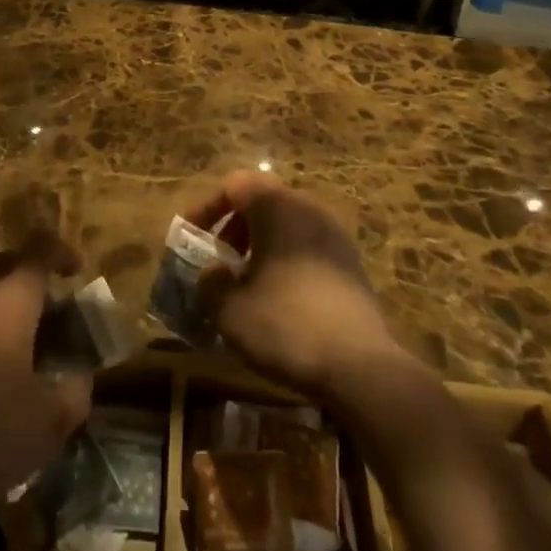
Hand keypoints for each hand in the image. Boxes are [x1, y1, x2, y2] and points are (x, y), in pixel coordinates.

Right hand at [185, 171, 400, 401]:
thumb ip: (210, 283)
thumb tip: (212, 274)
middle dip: (235, 226)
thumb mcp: (230, 309)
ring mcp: (335, 233)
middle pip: (263, 200)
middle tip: (219, 259)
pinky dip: (286, 258)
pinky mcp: (351, 262)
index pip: (234, 185)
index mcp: (277, 205)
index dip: (207, 207)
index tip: (191, 235)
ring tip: (246, 280)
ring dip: (261, 243)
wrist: (359, 366)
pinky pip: (308, 245)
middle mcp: (308, 207)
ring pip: (287, 223)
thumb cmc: (285, 325)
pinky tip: (278, 296)